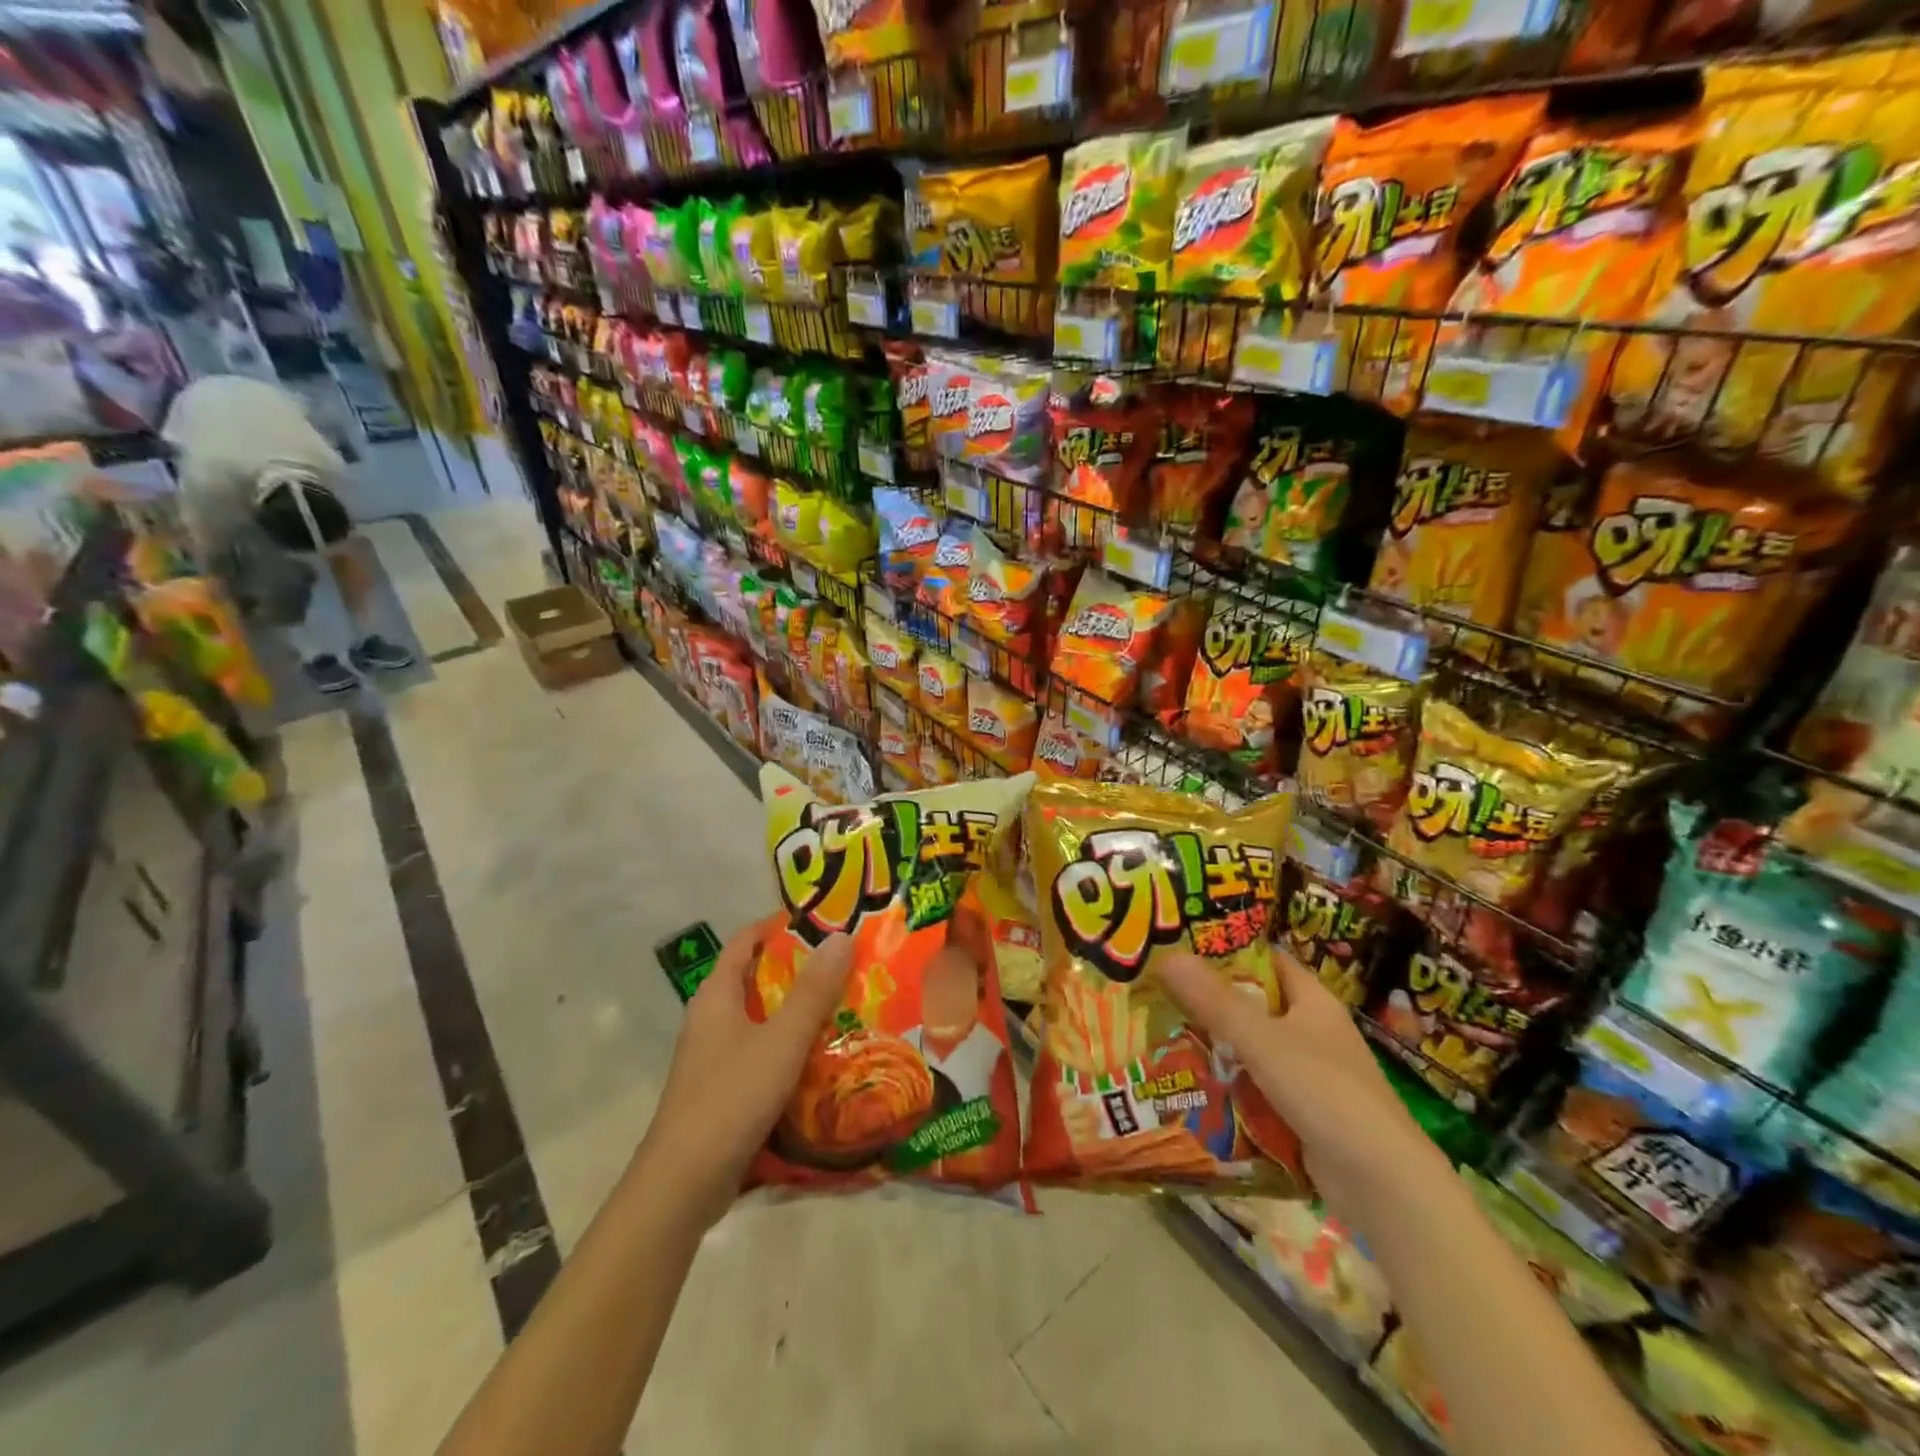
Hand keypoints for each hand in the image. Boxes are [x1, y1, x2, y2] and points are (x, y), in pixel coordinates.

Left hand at [639, 922, 853, 1228]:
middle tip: (846, 964)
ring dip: (797, 1010)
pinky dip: (788, 1046)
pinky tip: (821, 1058)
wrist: (682, 1185)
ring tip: (845, 1006)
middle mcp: (711, 1018)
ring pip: (760, 1018)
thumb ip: (813, 990)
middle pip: (755, 978)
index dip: (779, 925)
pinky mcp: (721, 1089)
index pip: (745, 941)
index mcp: (716, 995)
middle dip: (799, 968)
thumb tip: (841, 936)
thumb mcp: (781, 1040)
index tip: (822, 920)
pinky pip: (760, 1052)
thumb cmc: (731, 1098)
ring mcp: (713, 1056)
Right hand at [1160, 945, 1445, 1217]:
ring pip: (1253, 1050)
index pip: (1267, 960)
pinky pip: (1257, 1089)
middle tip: (1159, 995)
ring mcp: (1310, 1075)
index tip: (1182, 947)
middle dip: (1210, 1003)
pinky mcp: (1304, 1114)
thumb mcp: (1262, 1040)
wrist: (1383, 1184)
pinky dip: (1230, 1088)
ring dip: (1216, 1048)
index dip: (1228, 951)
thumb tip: (1168, 956)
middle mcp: (1313, 1032)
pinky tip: (1192, 1088)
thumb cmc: (1325, 1091)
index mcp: (1313, 1001)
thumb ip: (1214, 1001)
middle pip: (1254, 1006)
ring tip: (1161, 1038)